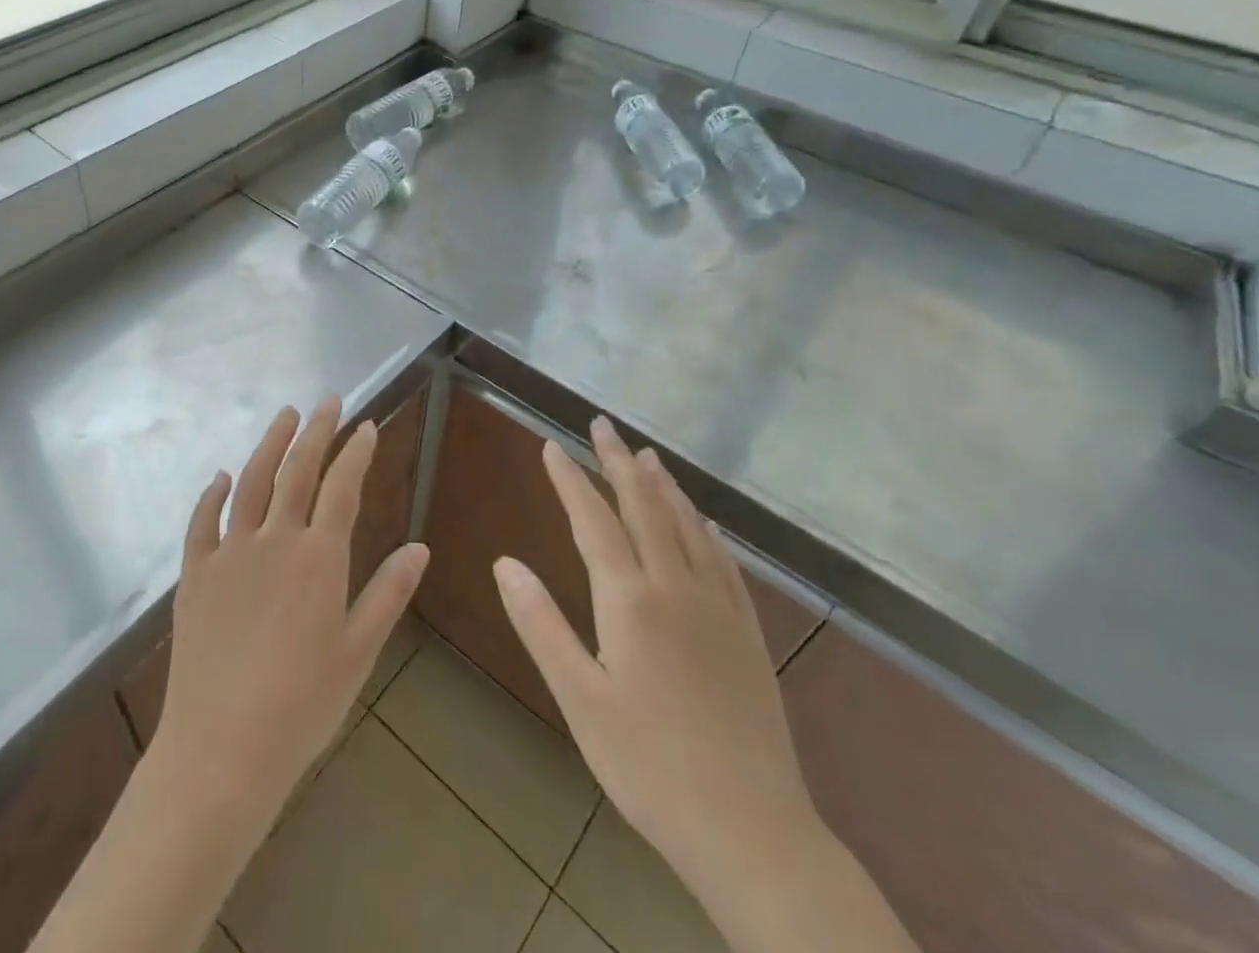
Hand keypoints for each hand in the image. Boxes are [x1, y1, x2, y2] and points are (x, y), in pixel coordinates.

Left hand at [150, 398, 430, 833]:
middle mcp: (274, 539)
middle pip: (297, 470)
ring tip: (284, 415)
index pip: (342, 487)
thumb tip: (419, 546)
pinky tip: (222, 477)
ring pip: (251, 481)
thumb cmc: (302, 705)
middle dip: (316, 431)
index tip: (366, 425)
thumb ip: (388, 593)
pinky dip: (213, 494)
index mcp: (318, 557)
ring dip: (269, 444)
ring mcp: (229, 552)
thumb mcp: (358, 651)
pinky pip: (203, 521)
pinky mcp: (195, 573)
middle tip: (328, 402)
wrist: (221, 748)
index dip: (356, 452)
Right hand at [494, 417, 819, 893]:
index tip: (552, 445)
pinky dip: (705, 529)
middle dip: (619, 462)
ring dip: (663, 485)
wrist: (754, 834)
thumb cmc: (649, 767)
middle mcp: (676, 588)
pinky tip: (703, 522)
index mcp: (630, 601)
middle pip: (644, 507)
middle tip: (602, 425)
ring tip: (647, 455)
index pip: (593, 521)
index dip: (570, 479)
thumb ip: (540, 624)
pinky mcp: (748, 633)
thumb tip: (504, 562)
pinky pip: (724, 561)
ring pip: (687, 526)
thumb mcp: (580, 700)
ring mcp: (718, 608)